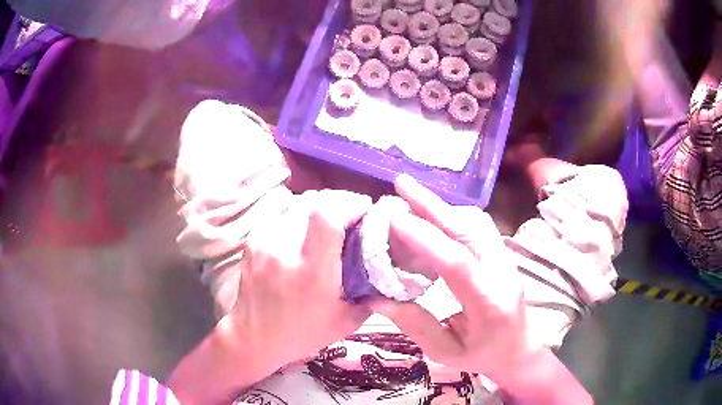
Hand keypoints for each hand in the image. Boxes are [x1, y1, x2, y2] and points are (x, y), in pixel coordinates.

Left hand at [229, 189, 372, 371]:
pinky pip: (281, 211)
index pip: (327, 216)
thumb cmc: (303, 334)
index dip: (350, 203)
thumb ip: (370, 291)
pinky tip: (304, 230)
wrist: (254, 338)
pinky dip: (298, 213)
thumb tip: (385, 263)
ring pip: (297, 202)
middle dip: (339, 200)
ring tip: (329, 220)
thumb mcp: (347, 322)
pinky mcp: (252, 240)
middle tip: (351, 213)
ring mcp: (264, 242)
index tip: (365, 209)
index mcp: (311, 273)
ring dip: (319, 206)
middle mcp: (284, 251)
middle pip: (313, 201)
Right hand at [370, 174, 535, 379]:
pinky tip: (436, 216)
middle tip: (402, 184)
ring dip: (443, 207)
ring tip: (413, 199)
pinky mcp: (503, 254)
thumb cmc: (482, 356)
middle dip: (433, 204)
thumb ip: (415, 325)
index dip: (425, 238)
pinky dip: (454, 214)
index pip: (457, 264)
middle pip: (470, 229)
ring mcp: (506, 260)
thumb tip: (377, 298)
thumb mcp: (445, 353)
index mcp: (488, 305)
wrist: (519, 350)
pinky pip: (480, 225)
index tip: (393, 219)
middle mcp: (502, 274)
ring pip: (476, 221)